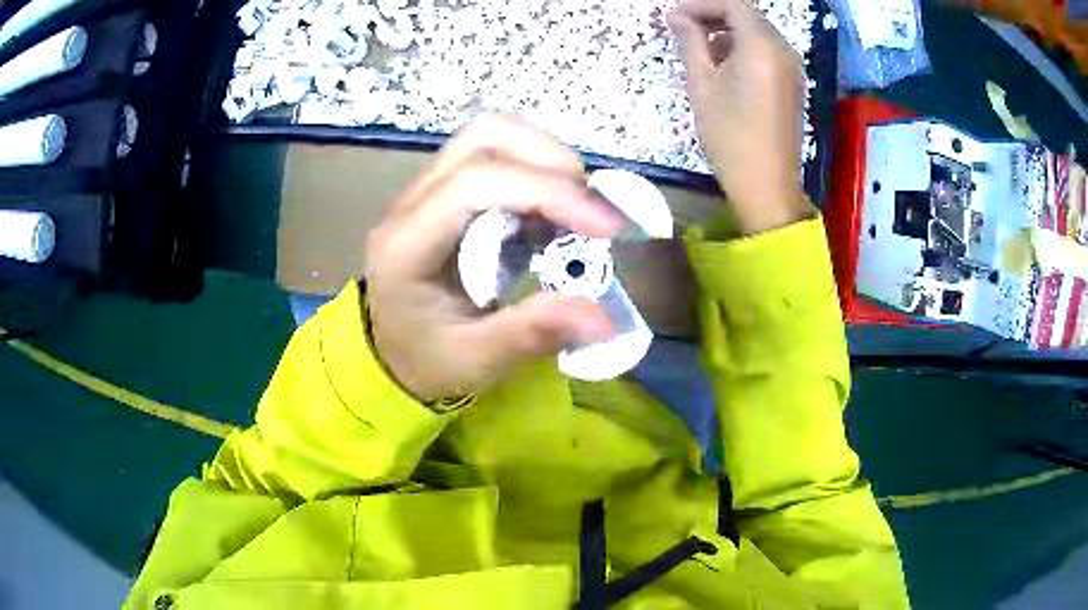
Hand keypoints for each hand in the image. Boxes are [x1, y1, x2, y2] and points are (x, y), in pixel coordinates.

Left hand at [365, 115, 621, 402]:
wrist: (391, 354)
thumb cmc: (426, 359)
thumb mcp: (475, 360)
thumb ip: (531, 334)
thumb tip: (603, 319)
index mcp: (406, 244)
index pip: (476, 182)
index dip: (548, 192)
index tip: (606, 228)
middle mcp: (411, 202)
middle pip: (485, 138)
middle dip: (552, 162)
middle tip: (592, 214)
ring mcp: (426, 189)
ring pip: (491, 135)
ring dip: (545, 159)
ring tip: (576, 209)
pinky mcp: (445, 190)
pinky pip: (495, 155)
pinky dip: (536, 170)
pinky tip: (552, 214)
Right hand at [668, 0, 810, 233]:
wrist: (766, 184)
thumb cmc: (729, 134)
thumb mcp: (701, 84)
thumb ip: (690, 42)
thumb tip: (677, 17)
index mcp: (762, 45)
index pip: (732, 5)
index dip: (701, 5)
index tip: (674, 17)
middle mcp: (783, 50)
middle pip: (748, 16)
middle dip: (714, 15)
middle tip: (683, 29)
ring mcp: (792, 68)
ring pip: (758, 33)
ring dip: (729, 32)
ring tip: (700, 49)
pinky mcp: (793, 84)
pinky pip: (768, 52)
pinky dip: (745, 49)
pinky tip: (725, 67)